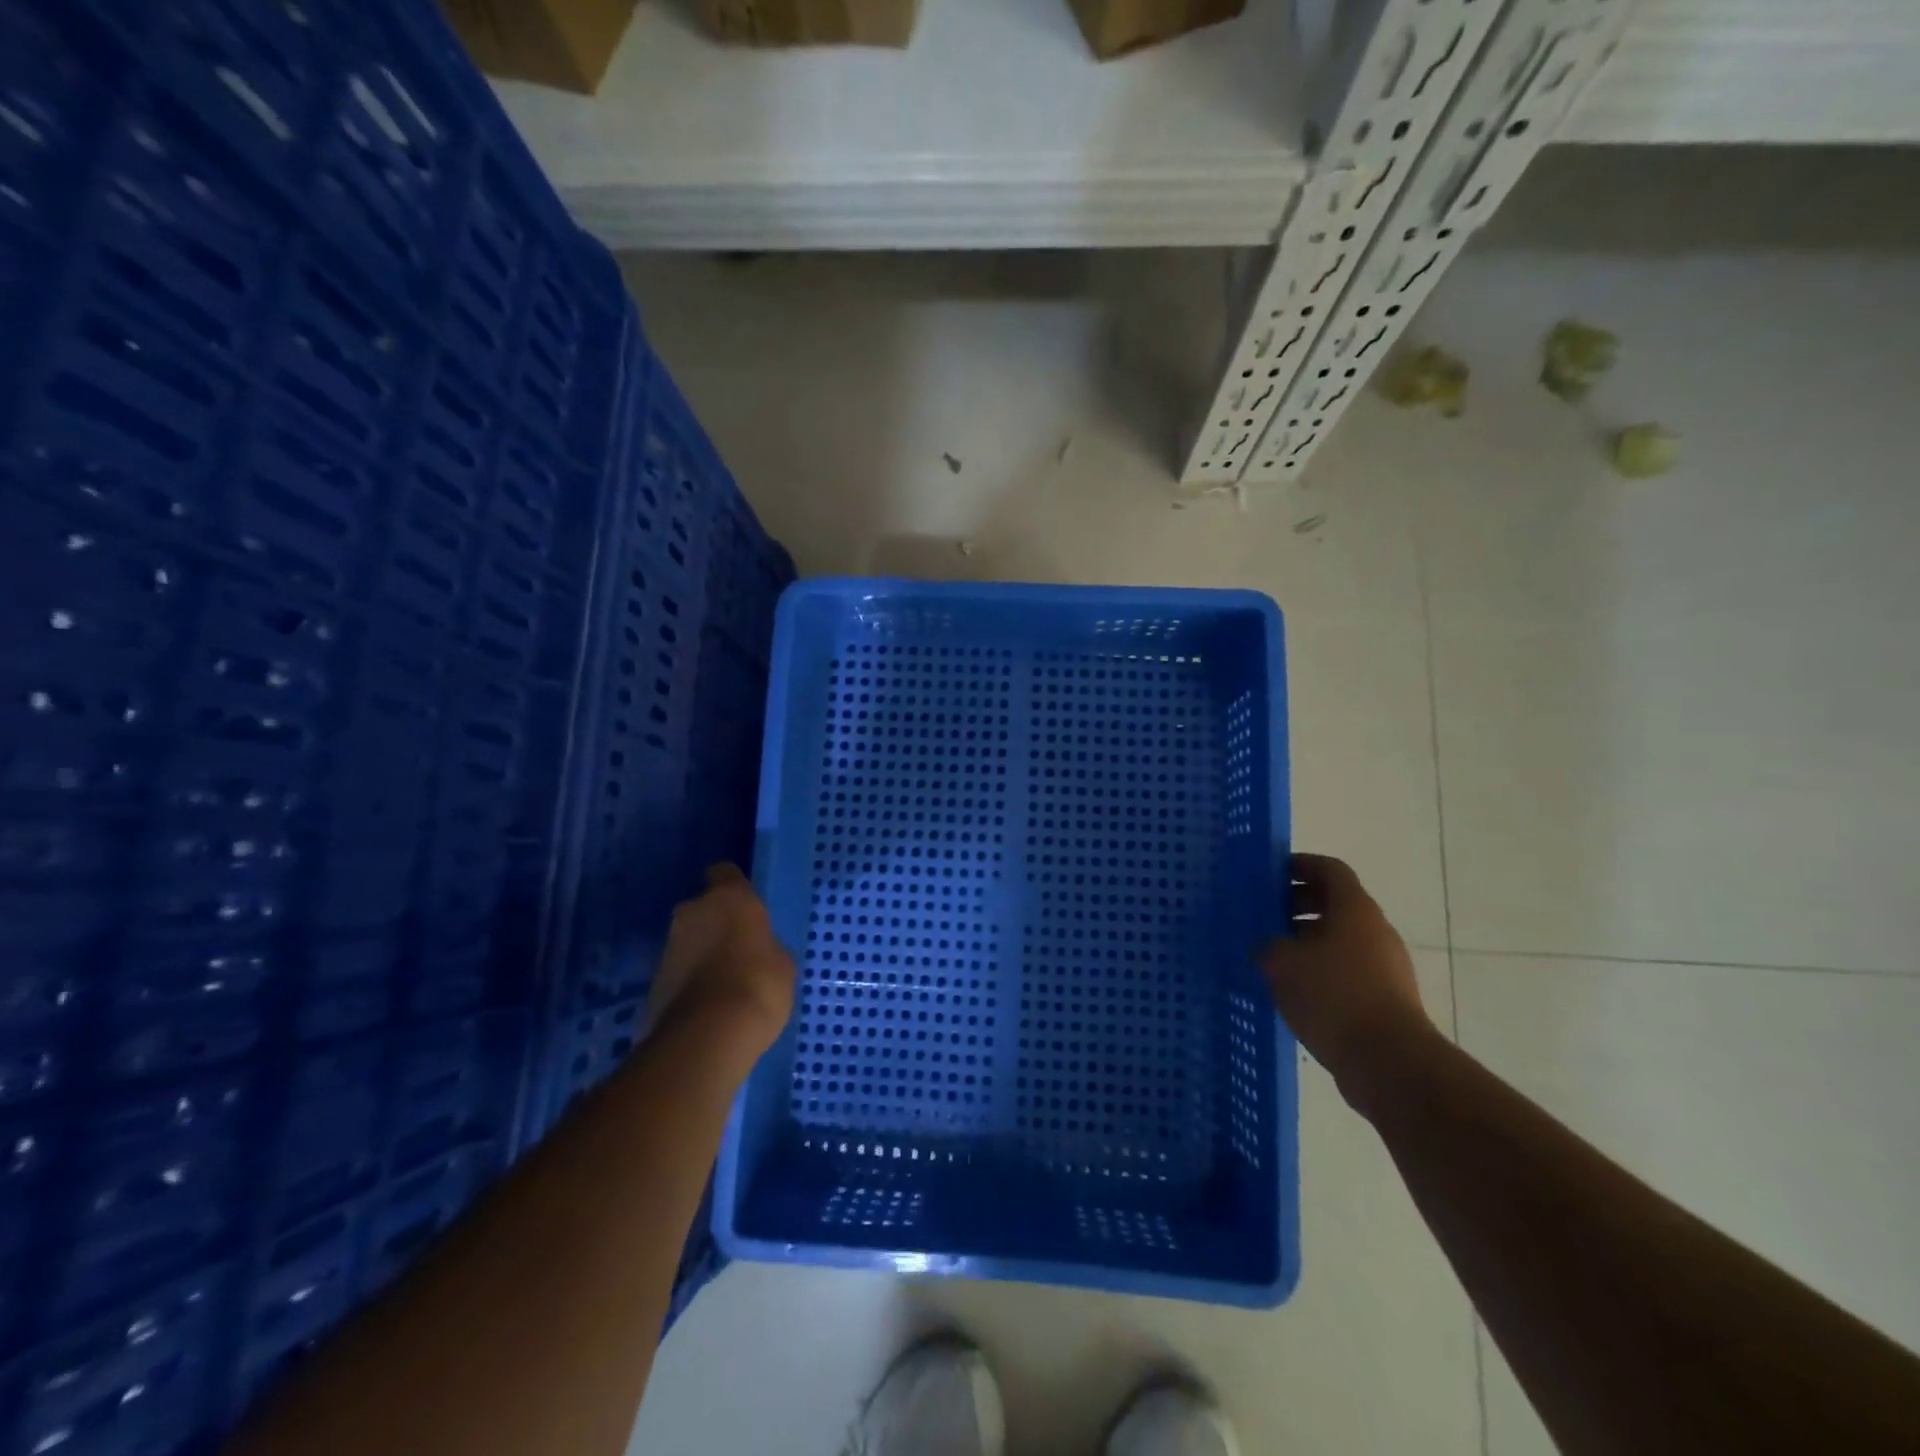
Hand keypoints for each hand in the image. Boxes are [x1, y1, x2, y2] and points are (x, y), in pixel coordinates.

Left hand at [645, 865, 795, 1059]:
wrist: (708, 1036)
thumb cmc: (758, 984)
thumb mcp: (782, 962)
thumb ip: (765, 945)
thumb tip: (756, 950)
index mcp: (728, 897)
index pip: (725, 873)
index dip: (734, 887)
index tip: (746, 906)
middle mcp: (692, 911)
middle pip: (702, 908)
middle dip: (714, 923)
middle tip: (737, 948)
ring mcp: (667, 946)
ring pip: (688, 940)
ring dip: (700, 953)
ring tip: (723, 981)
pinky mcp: (652, 981)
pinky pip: (678, 972)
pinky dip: (689, 981)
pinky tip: (707, 1004)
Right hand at [1260, 853, 1437, 1108]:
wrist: (1389, 1061)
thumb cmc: (1333, 996)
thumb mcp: (1282, 962)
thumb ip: (1266, 943)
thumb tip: (1265, 943)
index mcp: (1354, 909)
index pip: (1329, 869)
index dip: (1299, 865)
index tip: (1269, 874)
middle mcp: (1374, 930)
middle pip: (1334, 903)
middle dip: (1297, 904)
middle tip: (1263, 914)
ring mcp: (1384, 965)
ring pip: (1339, 938)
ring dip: (1306, 939)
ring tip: (1271, 954)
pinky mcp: (1385, 997)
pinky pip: (1346, 969)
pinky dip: (1319, 969)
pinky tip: (1293, 989)